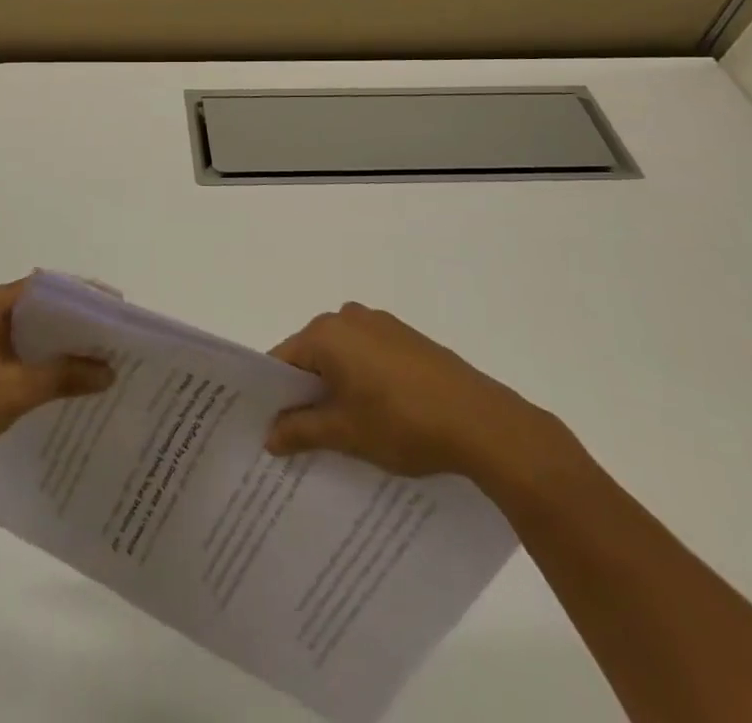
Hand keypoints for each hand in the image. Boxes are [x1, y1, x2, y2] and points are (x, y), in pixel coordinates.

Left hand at [0, 279, 112, 484]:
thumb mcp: (16, 391)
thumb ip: (64, 375)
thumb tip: (109, 370)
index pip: (46, 286)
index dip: (82, 294)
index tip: (116, 309)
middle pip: (40, 306)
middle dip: (77, 320)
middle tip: (115, 336)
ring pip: (31, 331)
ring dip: (61, 343)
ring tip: (101, 358)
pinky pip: (20, 350)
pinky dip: (44, 360)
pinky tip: (68, 380)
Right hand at [265, 302, 560, 482]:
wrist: (482, 423)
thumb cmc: (402, 423)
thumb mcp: (345, 433)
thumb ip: (300, 430)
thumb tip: (269, 435)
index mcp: (326, 333)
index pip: (283, 360)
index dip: (275, 394)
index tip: (272, 426)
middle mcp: (348, 317)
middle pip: (312, 355)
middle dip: (307, 391)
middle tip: (303, 434)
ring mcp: (381, 324)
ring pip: (343, 356)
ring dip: (338, 387)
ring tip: (344, 430)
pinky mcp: (408, 338)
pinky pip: (370, 356)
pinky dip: (364, 380)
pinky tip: (379, 415)